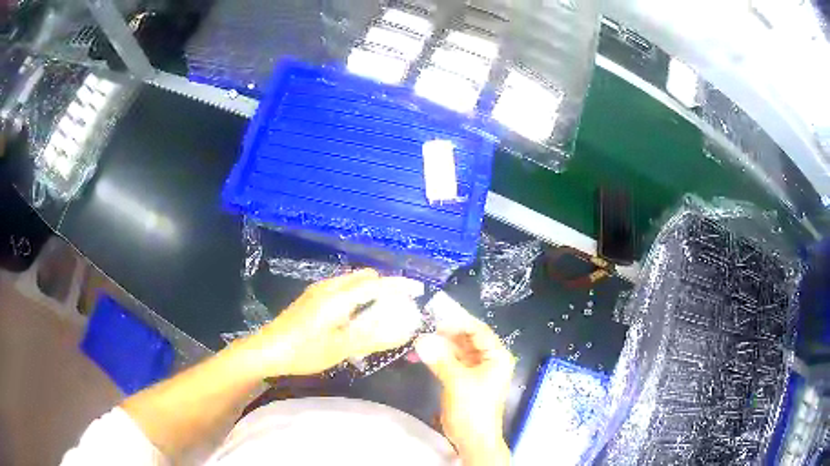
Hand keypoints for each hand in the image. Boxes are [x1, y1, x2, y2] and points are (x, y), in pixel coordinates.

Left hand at [240, 269, 424, 377]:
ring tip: (380, 311)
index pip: (376, 283)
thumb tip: (404, 329)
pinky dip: (356, 294)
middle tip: (399, 305)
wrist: (267, 350)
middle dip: (385, 286)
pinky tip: (354, 315)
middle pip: (365, 277)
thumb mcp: (341, 349)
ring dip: (370, 290)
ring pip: (352, 281)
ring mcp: (318, 291)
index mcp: (338, 297)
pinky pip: (342, 287)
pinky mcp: (311, 298)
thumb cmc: (304, 351)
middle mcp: (329, 287)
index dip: (399, 285)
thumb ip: (373, 337)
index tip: (418, 289)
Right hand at [415, 292, 514, 464]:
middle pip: (466, 339)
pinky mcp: (463, 379)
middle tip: (423, 324)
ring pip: (456, 350)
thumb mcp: (457, 382)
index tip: (436, 316)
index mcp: (496, 356)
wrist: (473, 439)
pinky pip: (450, 362)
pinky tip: (419, 354)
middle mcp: (488, 359)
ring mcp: (475, 370)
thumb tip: (420, 339)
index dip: (458, 322)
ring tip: (417, 338)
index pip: (478, 330)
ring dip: (438, 345)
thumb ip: (440, 359)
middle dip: (445, 333)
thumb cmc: (473, 409)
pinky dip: (437, 357)